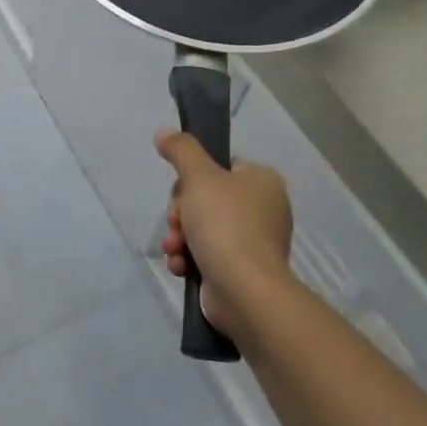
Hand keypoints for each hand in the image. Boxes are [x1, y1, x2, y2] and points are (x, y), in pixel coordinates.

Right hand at [156, 129, 293, 340]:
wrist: (245, 292)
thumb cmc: (225, 225)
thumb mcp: (198, 176)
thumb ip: (181, 150)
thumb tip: (164, 132)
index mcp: (262, 181)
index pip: (219, 166)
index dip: (192, 178)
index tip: (181, 192)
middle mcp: (262, 209)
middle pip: (204, 198)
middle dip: (181, 212)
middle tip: (178, 224)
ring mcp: (253, 242)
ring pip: (201, 227)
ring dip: (180, 236)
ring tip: (175, 248)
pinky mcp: (241, 270)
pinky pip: (207, 254)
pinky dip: (189, 258)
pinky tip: (180, 265)